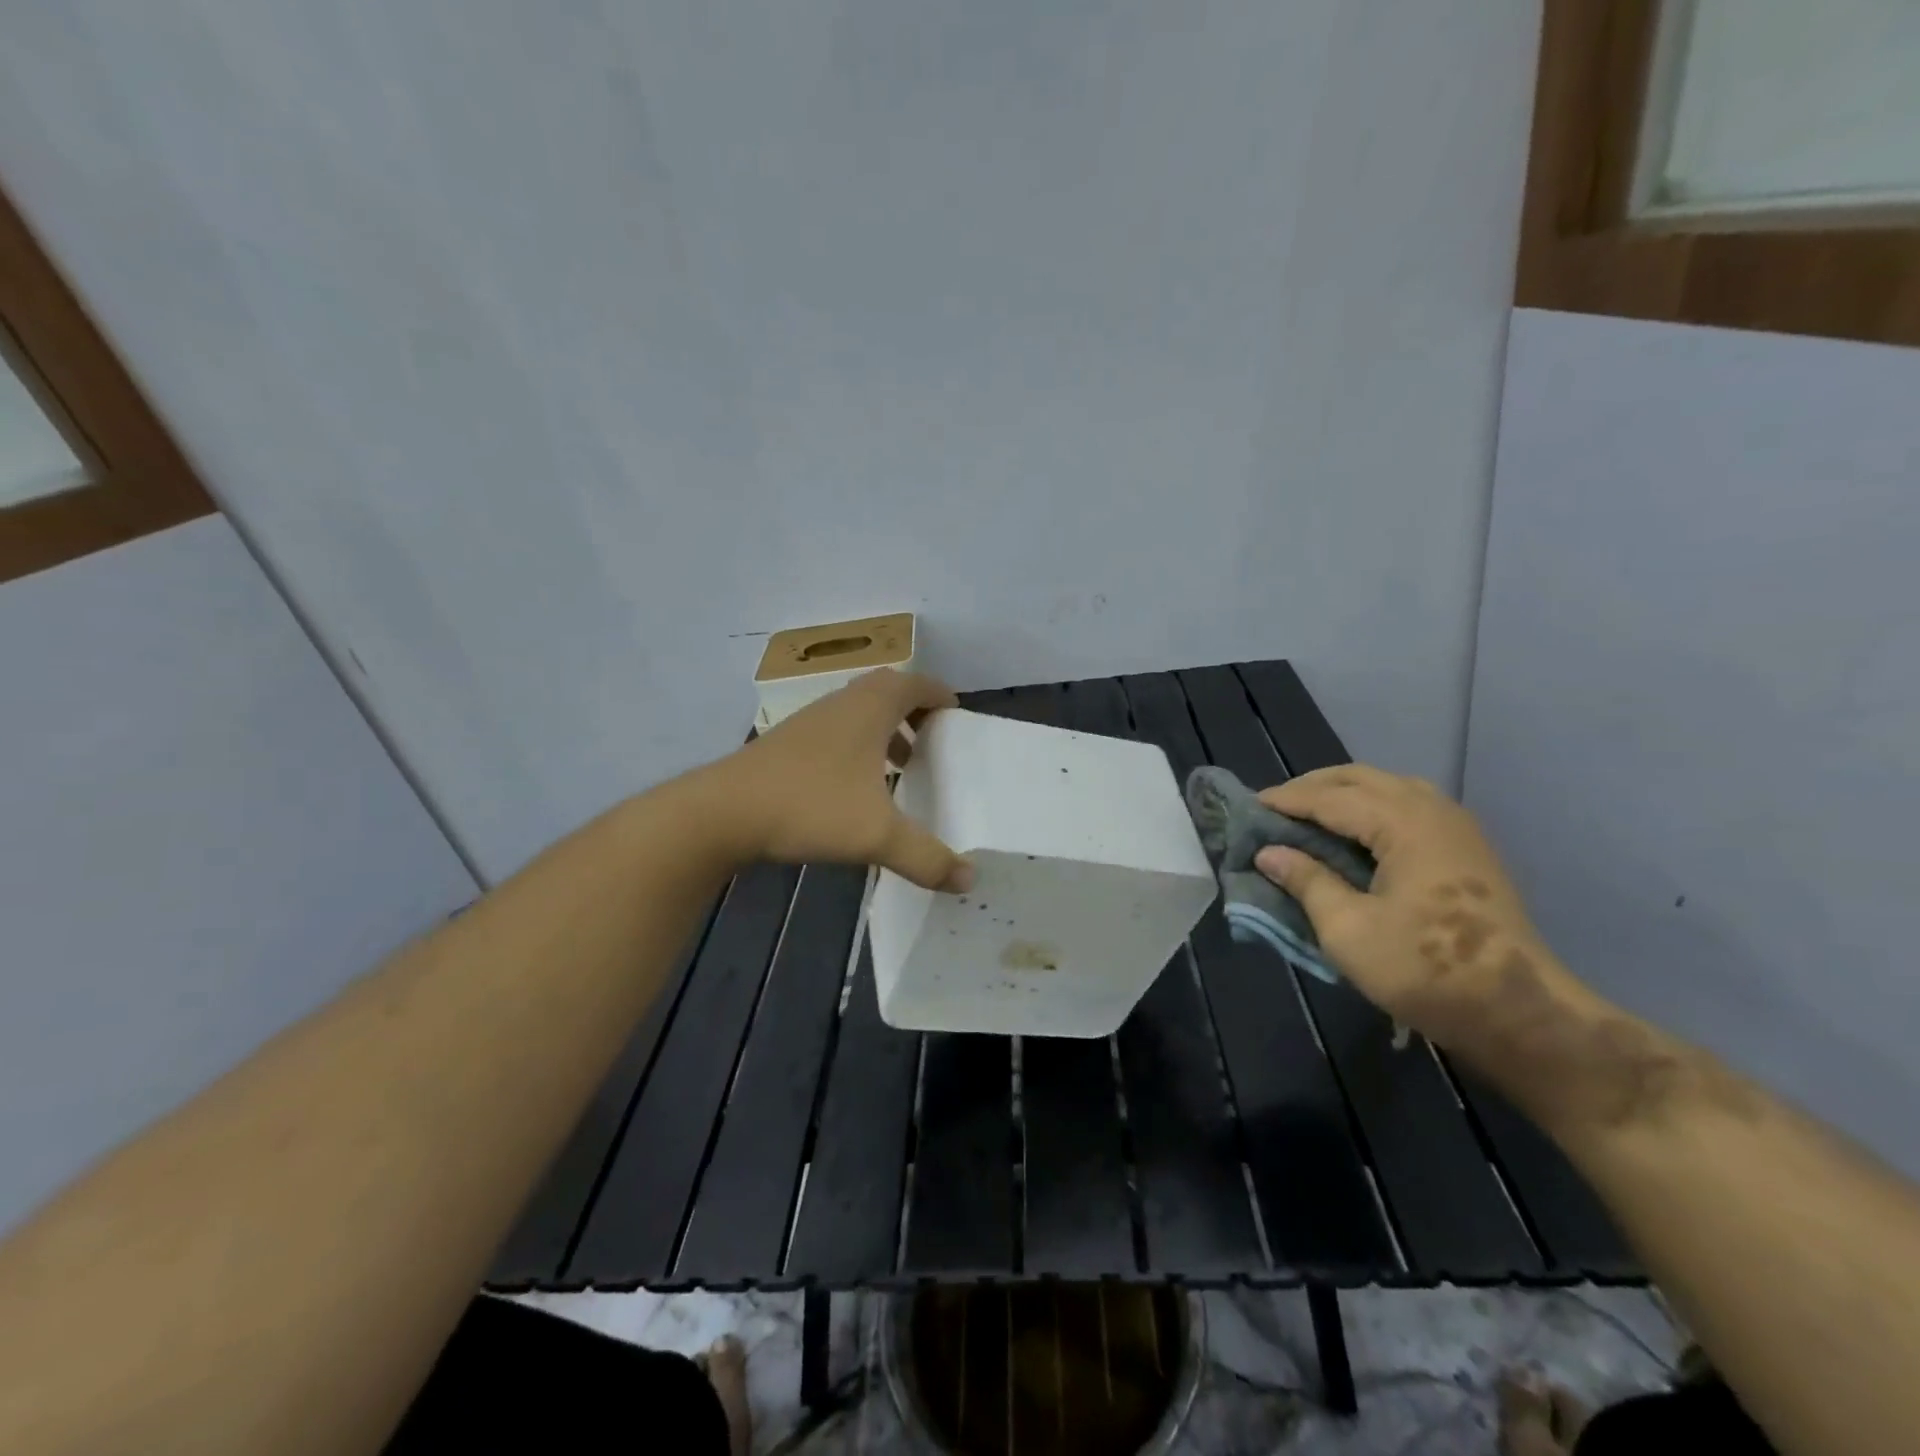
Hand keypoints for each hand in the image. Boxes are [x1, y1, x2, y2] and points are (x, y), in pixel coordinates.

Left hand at [709, 669, 973, 891]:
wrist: (724, 812)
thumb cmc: (809, 806)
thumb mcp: (876, 836)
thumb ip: (926, 857)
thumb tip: (968, 880)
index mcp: (870, 708)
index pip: (916, 684)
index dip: (940, 695)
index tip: (957, 717)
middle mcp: (841, 704)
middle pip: (887, 691)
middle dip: (914, 711)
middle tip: (933, 740)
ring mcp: (810, 721)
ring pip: (858, 712)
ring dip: (885, 730)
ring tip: (901, 765)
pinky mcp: (787, 743)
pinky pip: (836, 731)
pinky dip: (858, 746)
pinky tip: (856, 788)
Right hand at [1252, 765, 1582, 1053]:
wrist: (1520, 1012)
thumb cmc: (1425, 970)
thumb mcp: (1348, 930)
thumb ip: (1307, 882)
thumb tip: (1268, 853)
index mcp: (1403, 824)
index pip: (1331, 797)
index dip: (1288, 800)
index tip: (1250, 806)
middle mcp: (1432, 811)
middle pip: (1362, 778)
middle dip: (1315, 787)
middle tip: (1277, 806)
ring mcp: (1457, 828)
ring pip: (1390, 787)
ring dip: (1346, 792)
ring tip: (1313, 814)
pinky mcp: (1468, 850)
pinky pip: (1411, 805)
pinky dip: (1374, 806)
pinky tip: (1359, 832)